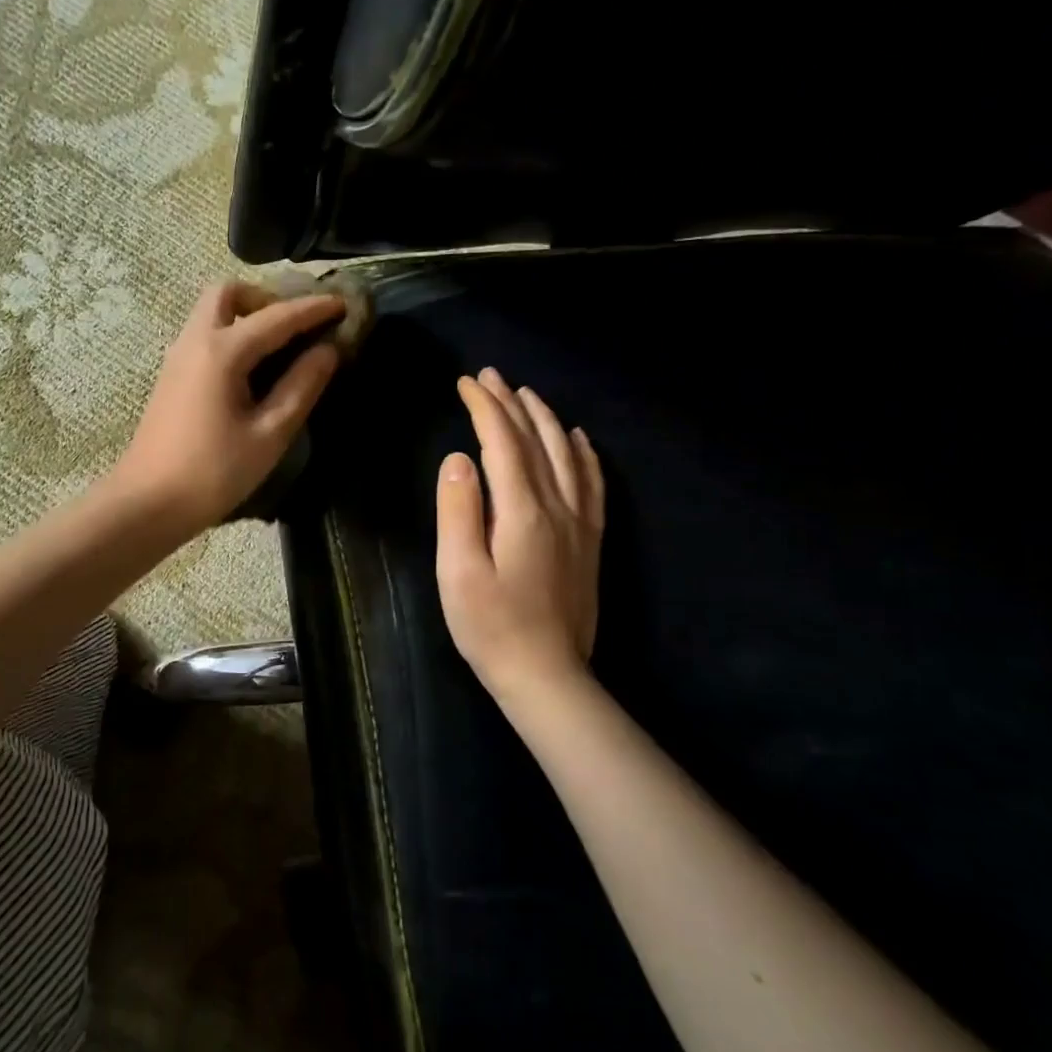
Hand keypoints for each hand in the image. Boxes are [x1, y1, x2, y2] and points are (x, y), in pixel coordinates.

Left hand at [114, 280, 345, 532]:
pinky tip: (252, 367)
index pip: (277, 317)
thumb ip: (301, 386)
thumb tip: (328, 351)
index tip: (345, 303)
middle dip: (267, 298)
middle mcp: (195, 341)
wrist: (148, 502)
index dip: (314, 309)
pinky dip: (231, 332)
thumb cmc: (213, 473)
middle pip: (229, 293)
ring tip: (280, 345)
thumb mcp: (269, 434)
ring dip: (247, 314)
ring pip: (211, 311)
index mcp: (222, 352)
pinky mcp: (171, 375)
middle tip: (296, 326)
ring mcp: (178, 357)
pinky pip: (204, 334)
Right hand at [435, 368, 604, 711]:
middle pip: (536, 440)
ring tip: (527, 394)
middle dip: (511, 403)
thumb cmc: (491, 626)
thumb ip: (458, 511)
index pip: (502, 443)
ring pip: (567, 454)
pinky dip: (584, 453)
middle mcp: (557, 506)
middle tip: (490, 376)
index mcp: (521, 511)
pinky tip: (578, 439)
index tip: (465, 383)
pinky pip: (593, 483)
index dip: (484, 408)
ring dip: (546, 419)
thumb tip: (458, 459)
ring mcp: (580, 523)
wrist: (546, 675)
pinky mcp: (590, 541)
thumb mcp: (458, 572)